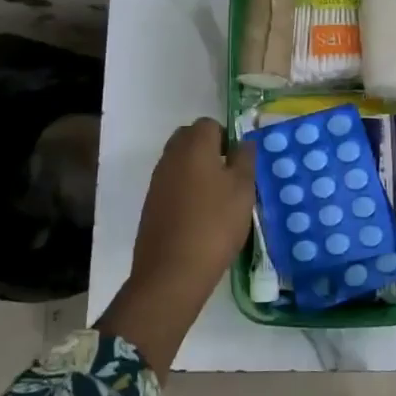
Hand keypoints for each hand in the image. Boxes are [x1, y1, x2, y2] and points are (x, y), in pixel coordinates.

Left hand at [129, 118, 256, 301]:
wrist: (172, 271)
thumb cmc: (215, 224)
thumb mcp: (243, 189)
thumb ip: (245, 159)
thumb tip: (243, 142)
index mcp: (194, 145)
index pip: (209, 124)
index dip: (226, 139)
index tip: (239, 164)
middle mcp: (171, 156)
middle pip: (190, 139)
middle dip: (209, 151)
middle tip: (229, 178)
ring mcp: (157, 180)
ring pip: (179, 162)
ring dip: (197, 171)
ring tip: (217, 200)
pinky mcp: (150, 204)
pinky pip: (171, 184)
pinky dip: (185, 191)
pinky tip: (199, 217)